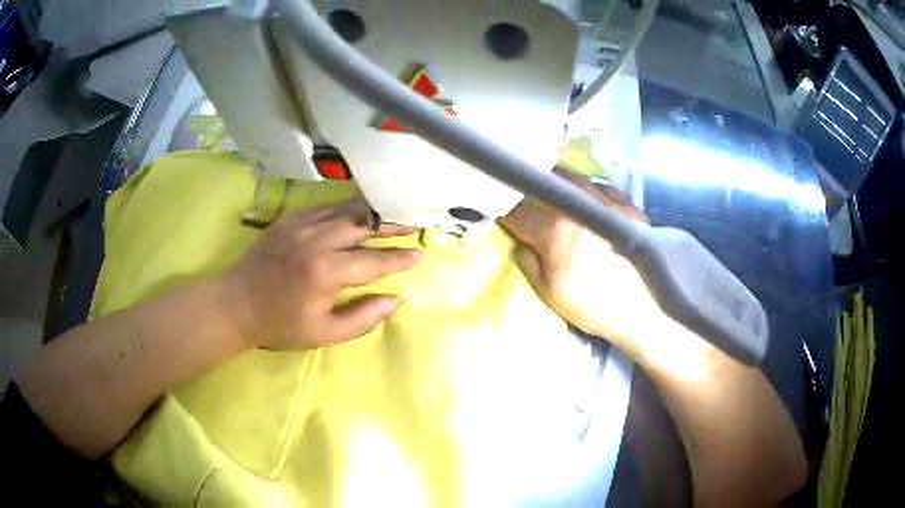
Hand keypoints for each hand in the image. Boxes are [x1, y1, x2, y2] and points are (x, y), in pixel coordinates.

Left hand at [222, 198, 421, 349]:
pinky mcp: (289, 218)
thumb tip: (395, 299)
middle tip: (412, 224)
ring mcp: (301, 225)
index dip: (398, 259)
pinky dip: (344, 209)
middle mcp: (317, 241)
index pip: (373, 261)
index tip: (418, 256)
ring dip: (370, 212)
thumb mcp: (324, 334)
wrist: (237, 304)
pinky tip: (354, 212)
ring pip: (345, 210)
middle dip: (391, 225)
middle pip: (364, 225)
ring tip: (390, 213)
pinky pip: (325, 207)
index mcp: (326, 272)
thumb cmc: (280, 324)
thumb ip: (363, 318)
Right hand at [499, 169, 672, 357]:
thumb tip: (520, 242)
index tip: (496, 209)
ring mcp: (607, 202)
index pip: (519, 213)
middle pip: (543, 188)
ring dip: (555, 180)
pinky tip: (587, 195)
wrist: (645, 310)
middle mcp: (579, 207)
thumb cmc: (593, 306)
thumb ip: (529, 263)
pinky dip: (589, 187)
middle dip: (526, 191)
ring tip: (549, 186)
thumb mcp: (551, 293)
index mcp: (554, 231)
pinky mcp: (628, 206)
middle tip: (519, 196)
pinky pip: (602, 186)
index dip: (504, 211)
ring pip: (573, 178)